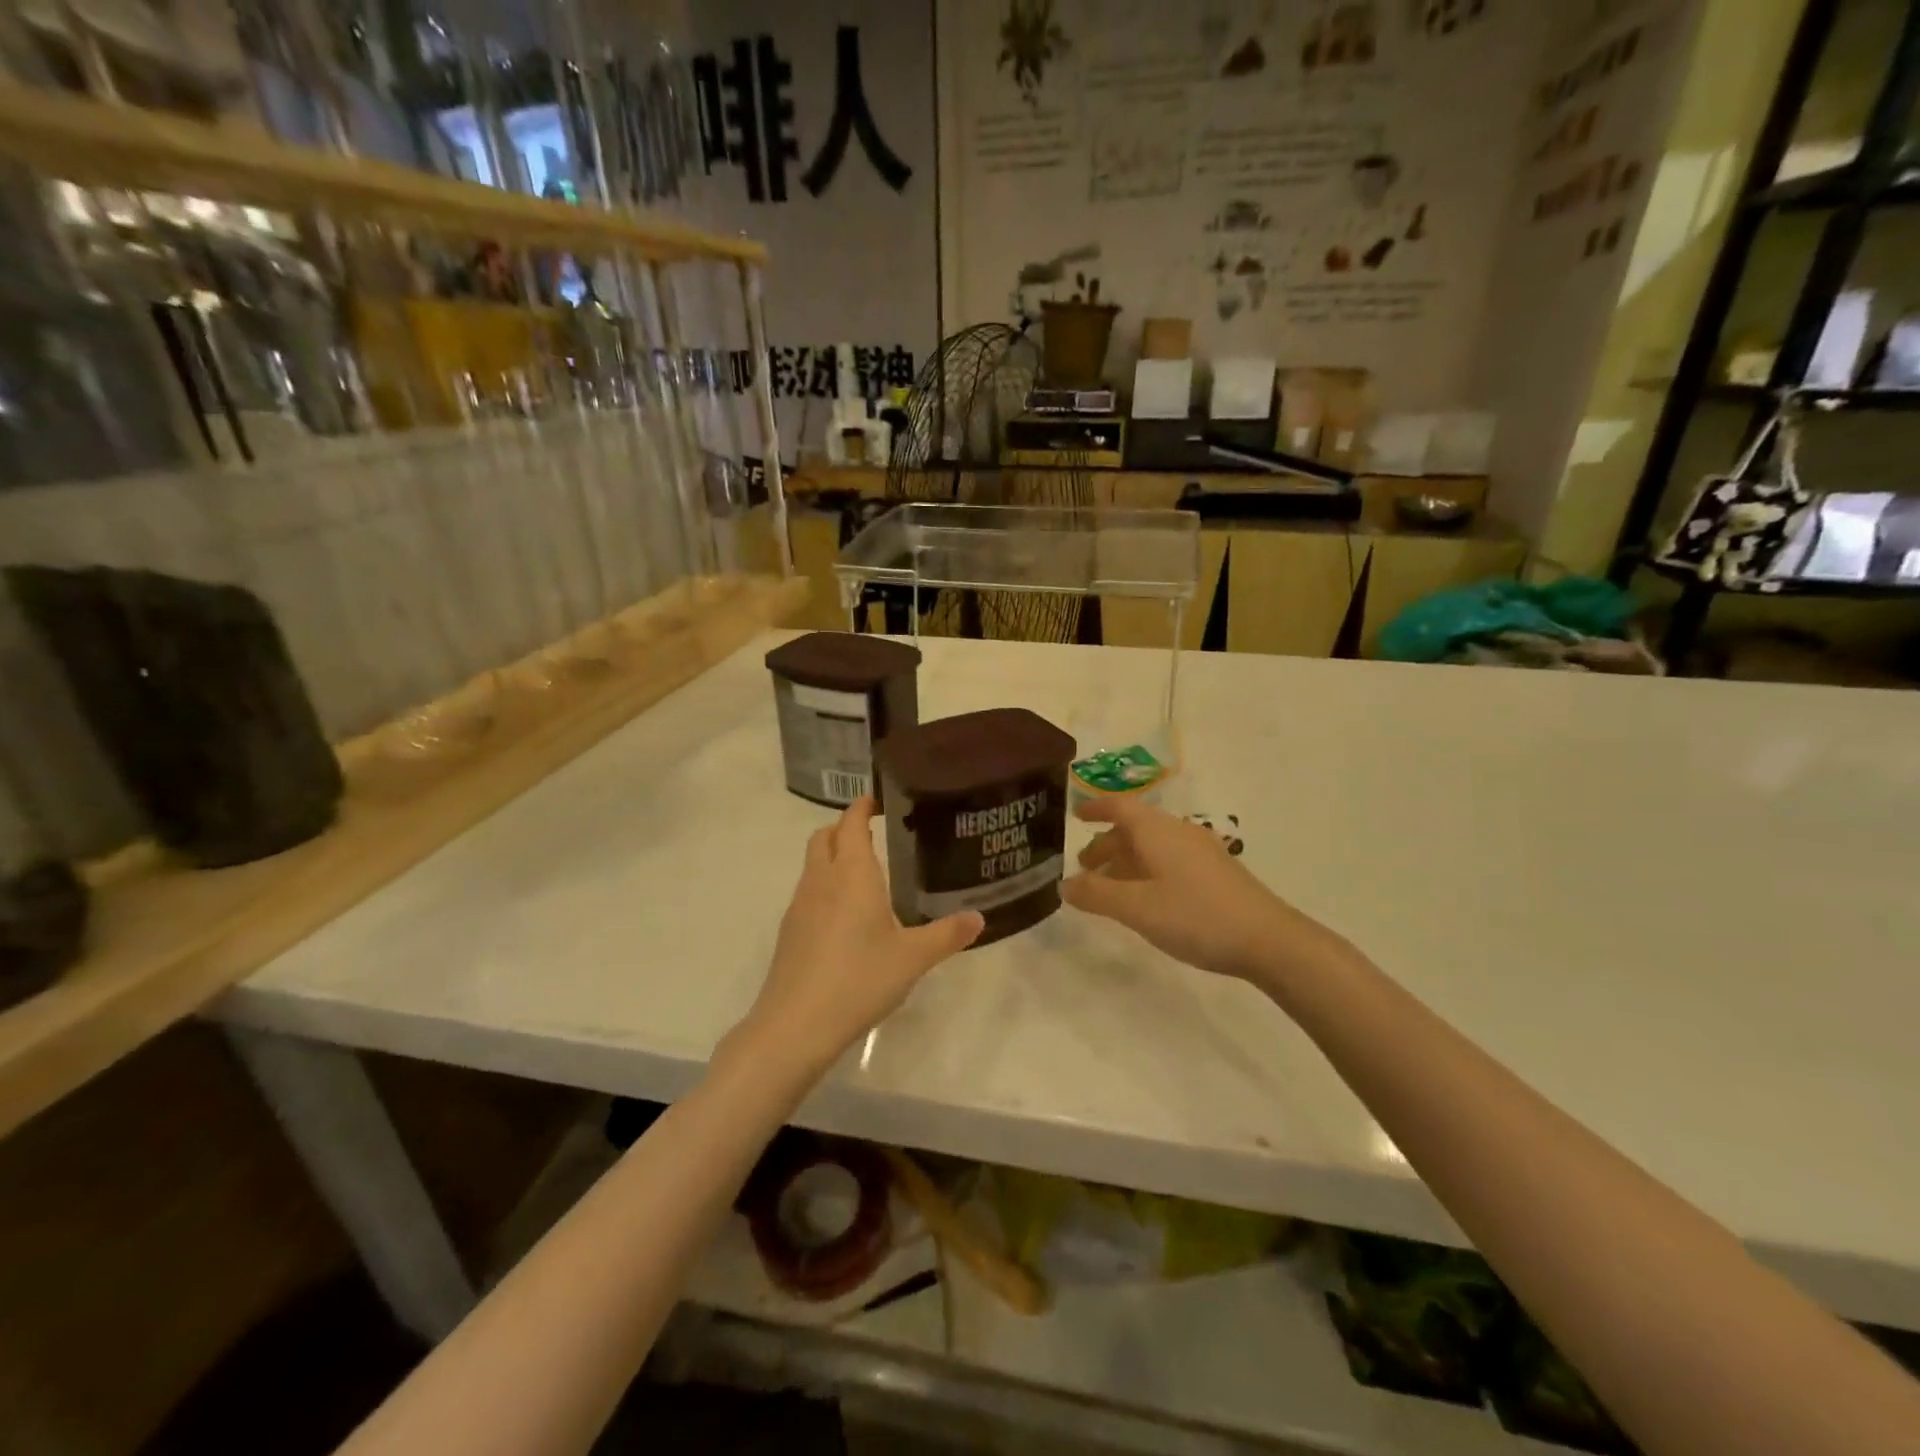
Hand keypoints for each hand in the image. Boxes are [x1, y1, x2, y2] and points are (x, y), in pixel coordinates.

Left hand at [741, 798, 983, 1071]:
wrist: (796, 1024)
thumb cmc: (859, 979)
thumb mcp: (913, 958)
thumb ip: (947, 934)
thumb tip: (980, 918)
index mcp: (852, 874)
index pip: (850, 823)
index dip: (861, 807)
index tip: (877, 800)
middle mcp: (821, 881)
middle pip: (824, 837)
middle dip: (844, 828)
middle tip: (873, 834)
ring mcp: (800, 906)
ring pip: (813, 865)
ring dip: (832, 857)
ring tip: (864, 874)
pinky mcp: (790, 932)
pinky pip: (808, 893)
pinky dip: (825, 887)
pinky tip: (845, 917)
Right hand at [1061, 798, 1343, 985]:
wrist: (1269, 940)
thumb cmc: (1196, 916)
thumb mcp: (1137, 908)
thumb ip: (1097, 895)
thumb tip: (1064, 885)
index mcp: (1156, 831)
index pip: (1119, 806)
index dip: (1095, 808)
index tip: (1075, 815)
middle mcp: (1178, 832)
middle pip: (1135, 827)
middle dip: (1106, 843)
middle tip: (1085, 867)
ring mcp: (1200, 851)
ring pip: (1153, 846)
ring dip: (1126, 860)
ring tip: (1109, 888)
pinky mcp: (1215, 872)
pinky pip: (1169, 860)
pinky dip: (1147, 871)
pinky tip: (1146, 899)